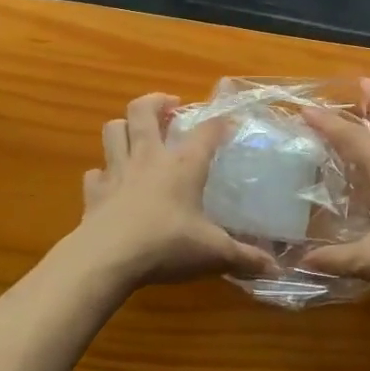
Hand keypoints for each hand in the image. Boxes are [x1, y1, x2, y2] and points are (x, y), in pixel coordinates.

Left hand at [71, 93, 275, 287]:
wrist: (107, 259)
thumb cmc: (167, 245)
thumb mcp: (213, 253)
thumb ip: (244, 258)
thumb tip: (275, 269)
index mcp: (184, 164)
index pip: (207, 130)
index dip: (220, 123)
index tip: (230, 123)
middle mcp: (149, 158)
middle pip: (143, 110)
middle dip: (156, 101)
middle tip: (169, 107)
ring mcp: (117, 172)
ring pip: (113, 130)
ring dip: (124, 126)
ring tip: (137, 132)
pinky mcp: (94, 192)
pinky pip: (95, 172)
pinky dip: (102, 173)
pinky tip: (111, 181)